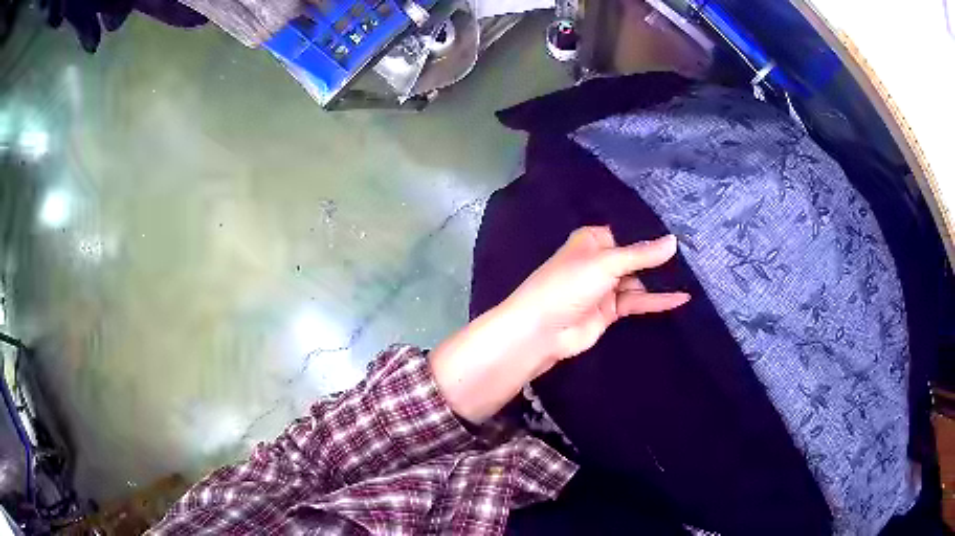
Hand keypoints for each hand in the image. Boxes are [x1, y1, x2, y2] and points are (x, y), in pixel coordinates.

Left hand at [505, 226, 689, 363]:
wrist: (542, 330)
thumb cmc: (569, 284)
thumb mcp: (607, 263)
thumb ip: (641, 255)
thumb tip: (674, 241)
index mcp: (593, 240)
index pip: (628, 232)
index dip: (651, 233)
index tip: (682, 230)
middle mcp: (601, 260)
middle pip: (636, 257)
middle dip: (660, 258)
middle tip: (695, 253)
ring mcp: (606, 286)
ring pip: (639, 280)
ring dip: (661, 280)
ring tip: (694, 275)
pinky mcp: (611, 310)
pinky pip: (638, 301)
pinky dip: (658, 301)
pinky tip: (681, 298)